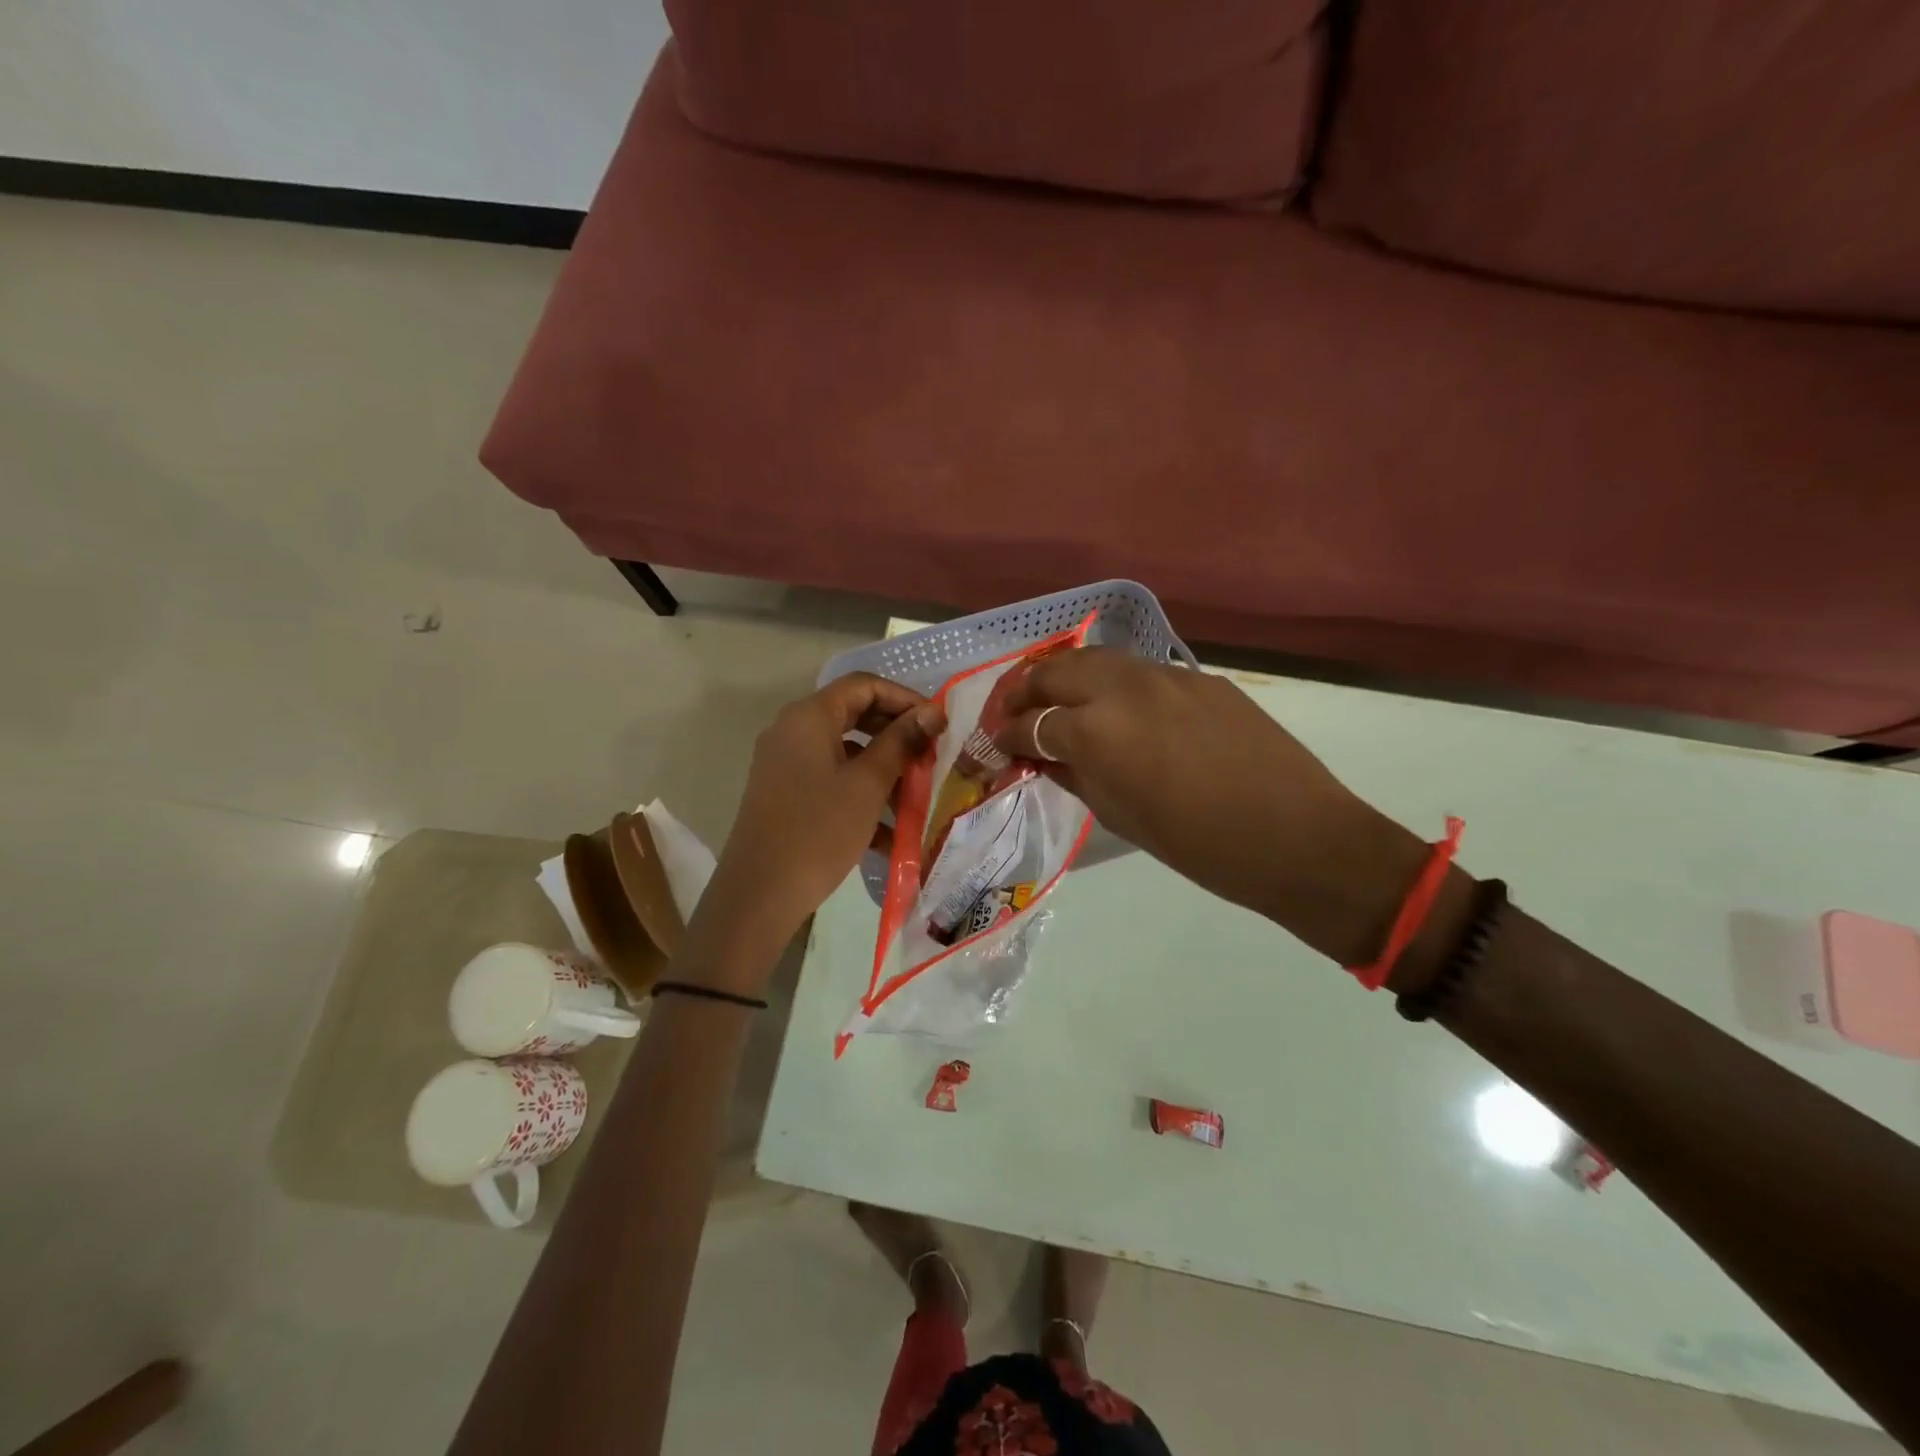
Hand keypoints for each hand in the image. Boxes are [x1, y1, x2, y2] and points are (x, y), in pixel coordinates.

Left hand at [690, 675, 945, 982]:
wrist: (760, 893)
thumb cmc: (819, 830)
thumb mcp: (868, 784)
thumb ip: (901, 741)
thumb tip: (932, 711)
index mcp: (809, 717)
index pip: (863, 685)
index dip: (904, 698)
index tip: (937, 723)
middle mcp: (793, 731)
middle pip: (854, 715)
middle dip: (896, 734)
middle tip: (930, 755)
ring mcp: (786, 764)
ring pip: (845, 752)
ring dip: (883, 768)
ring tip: (916, 796)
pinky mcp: (786, 793)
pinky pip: (831, 780)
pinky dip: (860, 794)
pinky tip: (890, 832)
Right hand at [993, 650, 1428, 963]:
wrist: (1298, 836)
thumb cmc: (1200, 846)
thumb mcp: (1120, 816)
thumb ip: (1074, 775)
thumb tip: (1043, 756)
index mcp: (1096, 731)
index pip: (1031, 723)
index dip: (1004, 738)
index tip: (993, 749)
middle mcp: (1123, 688)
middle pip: (1054, 670)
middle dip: (1023, 691)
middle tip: (1013, 715)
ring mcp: (1165, 675)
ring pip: (1095, 658)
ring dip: (1065, 677)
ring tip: (1055, 702)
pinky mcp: (1199, 677)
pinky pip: (1138, 670)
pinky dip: (1110, 683)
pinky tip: (1115, 708)